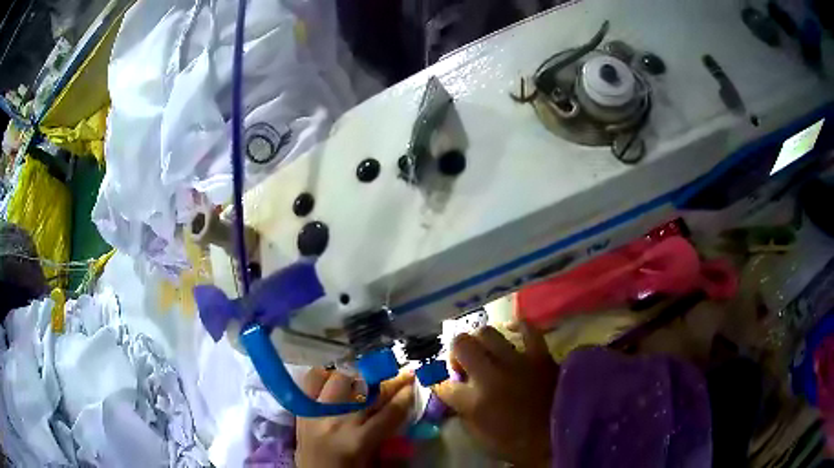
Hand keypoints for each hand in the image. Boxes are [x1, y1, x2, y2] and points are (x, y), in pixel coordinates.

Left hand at [296, 368, 414, 467]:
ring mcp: (315, 413)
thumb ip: (385, 436)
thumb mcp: (372, 462)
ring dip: (356, 375)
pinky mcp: (300, 409)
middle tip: (398, 373)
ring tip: (366, 375)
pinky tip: (334, 376)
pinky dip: (325, 375)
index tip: (414, 384)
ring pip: (337, 379)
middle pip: (365, 391)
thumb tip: (399, 410)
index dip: (405, 396)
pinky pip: (311, 382)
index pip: (389, 412)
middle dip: (385, 380)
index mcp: (358, 441)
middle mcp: (336, 421)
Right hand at [435, 323, 557, 466]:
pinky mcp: (539, 354)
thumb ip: (464, 415)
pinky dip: (517, 327)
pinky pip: (527, 329)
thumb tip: (456, 397)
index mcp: (474, 402)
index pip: (443, 383)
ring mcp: (516, 361)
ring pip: (487, 332)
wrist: (564, 434)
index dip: (441, 384)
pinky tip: (512, 331)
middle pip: (461, 344)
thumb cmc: (519, 443)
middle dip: (456, 353)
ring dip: (480, 342)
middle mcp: (491, 375)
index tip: (446, 387)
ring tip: (485, 352)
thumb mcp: (482, 439)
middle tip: (464, 365)